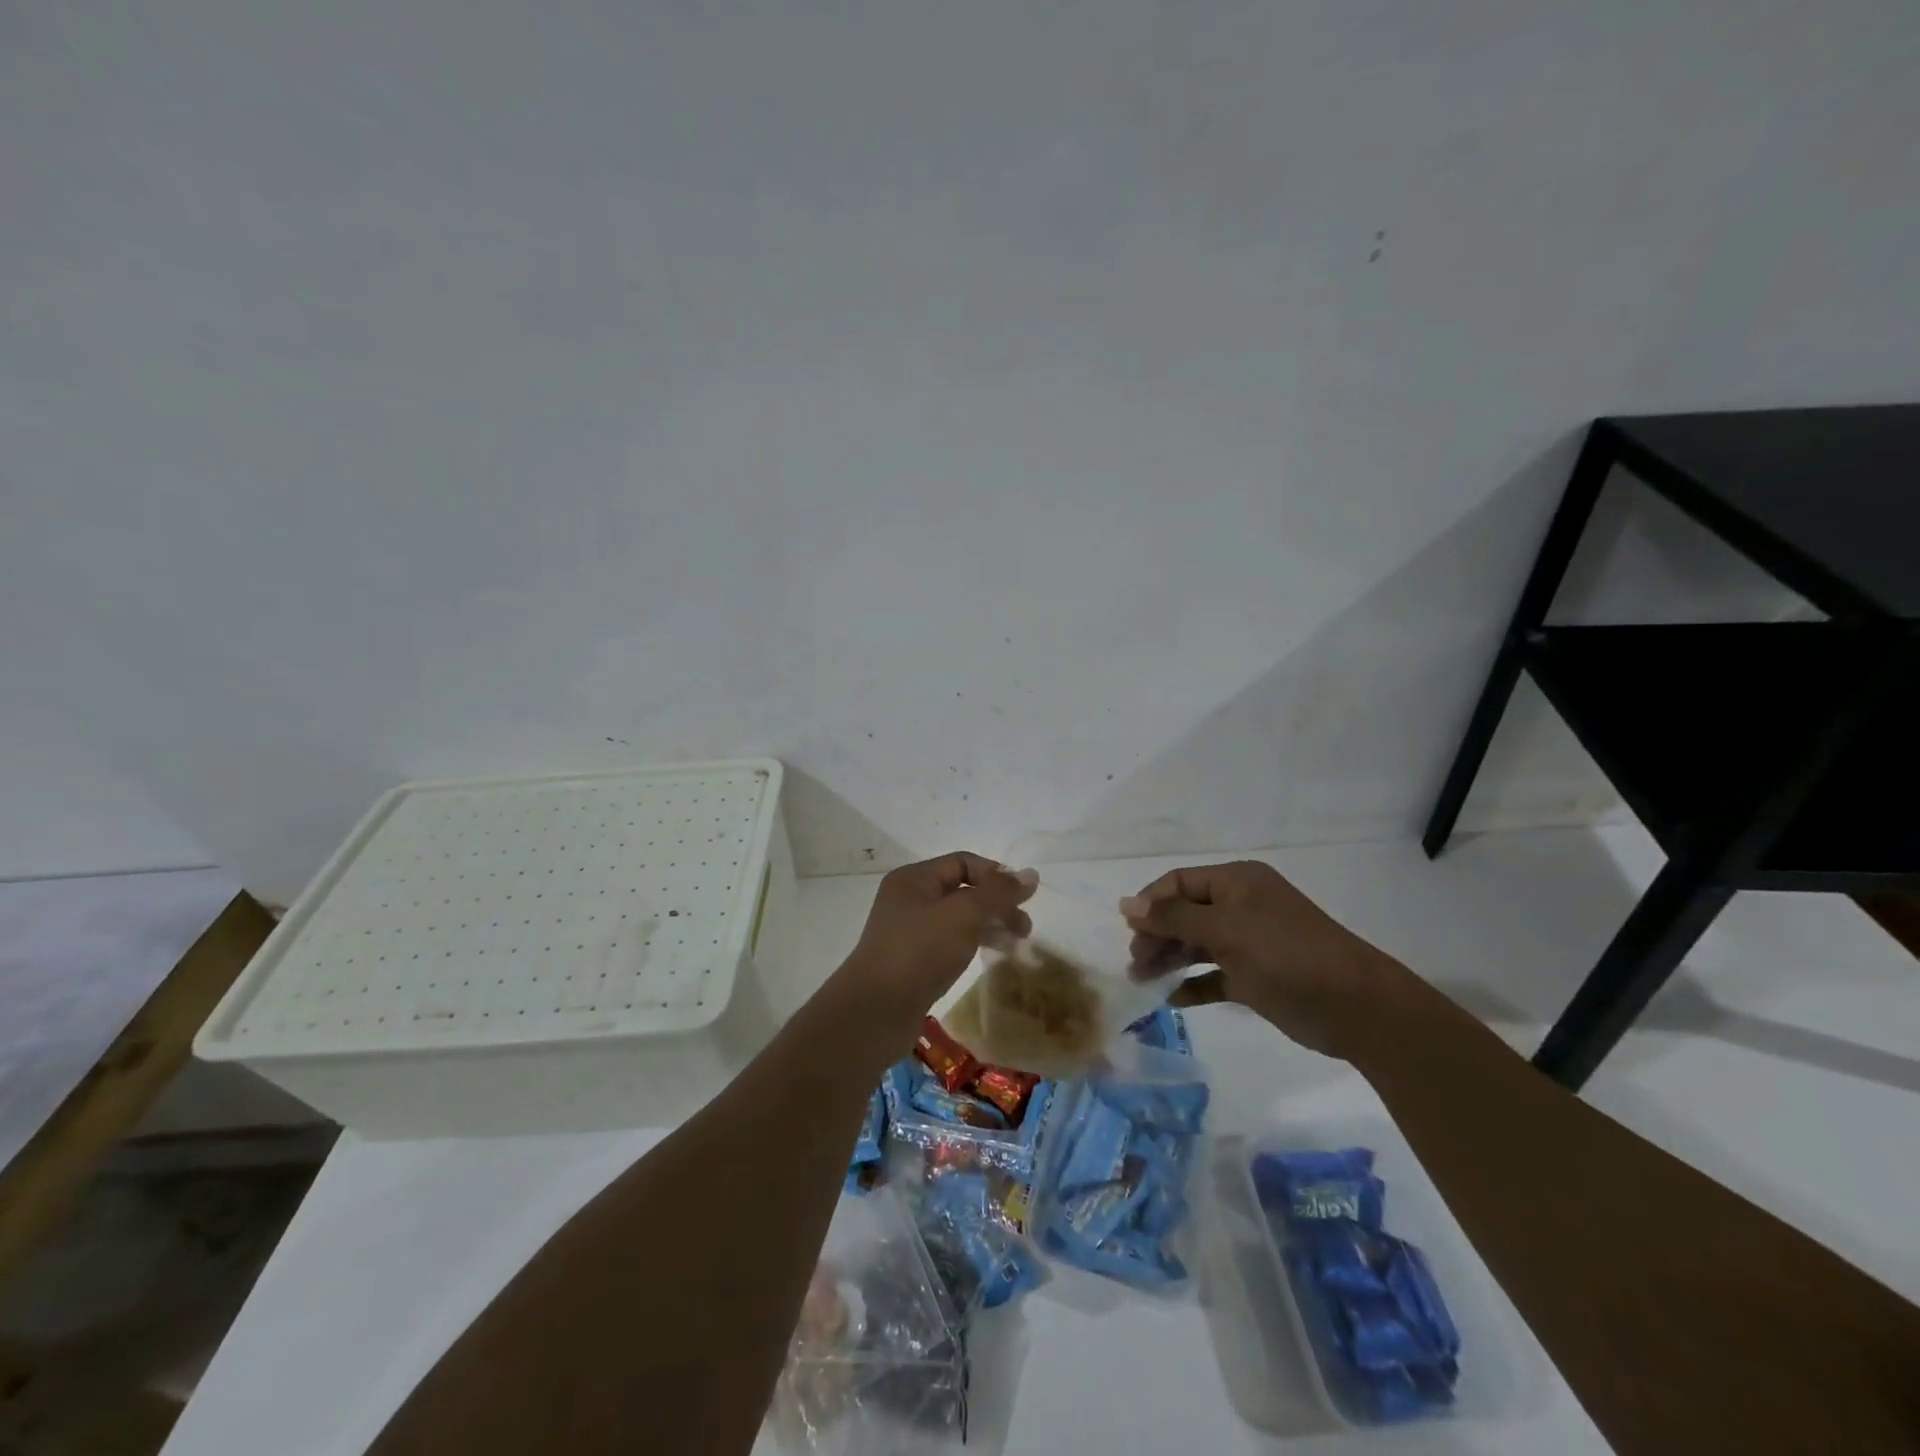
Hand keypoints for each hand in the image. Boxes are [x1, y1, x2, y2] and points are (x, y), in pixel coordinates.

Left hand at [836, 853, 1037, 1041]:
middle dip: (997, 904)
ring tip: (1015, 945)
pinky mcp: (912, 962)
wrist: (874, 1013)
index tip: (1024, 899)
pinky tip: (989, 958)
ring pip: (958, 919)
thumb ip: (998, 893)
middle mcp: (909, 900)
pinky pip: (949, 943)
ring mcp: (909, 932)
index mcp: (914, 879)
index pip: (963, 862)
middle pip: (963, 891)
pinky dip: (972, 945)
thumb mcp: (964, 915)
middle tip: (1025, 928)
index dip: (996, 875)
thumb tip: (1031, 874)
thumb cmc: (919, 952)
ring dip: (989, 926)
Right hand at [1120, 861, 1413, 1059]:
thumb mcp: (1225, 930)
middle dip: (1157, 935)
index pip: (1179, 883)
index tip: (1128, 931)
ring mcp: (1249, 942)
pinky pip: (1213, 975)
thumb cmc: (1285, 955)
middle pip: (1184, 914)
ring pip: (1196, 945)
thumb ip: (1173, 917)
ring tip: (1142, 982)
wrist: (1355, 1007)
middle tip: (1135, 964)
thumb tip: (1126, 905)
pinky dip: (1193, 984)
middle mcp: (1240, 906)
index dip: (1151, 903)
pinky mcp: (1255, 977)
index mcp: (1236, 882)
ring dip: (1169, 960)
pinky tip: (1172, 999)